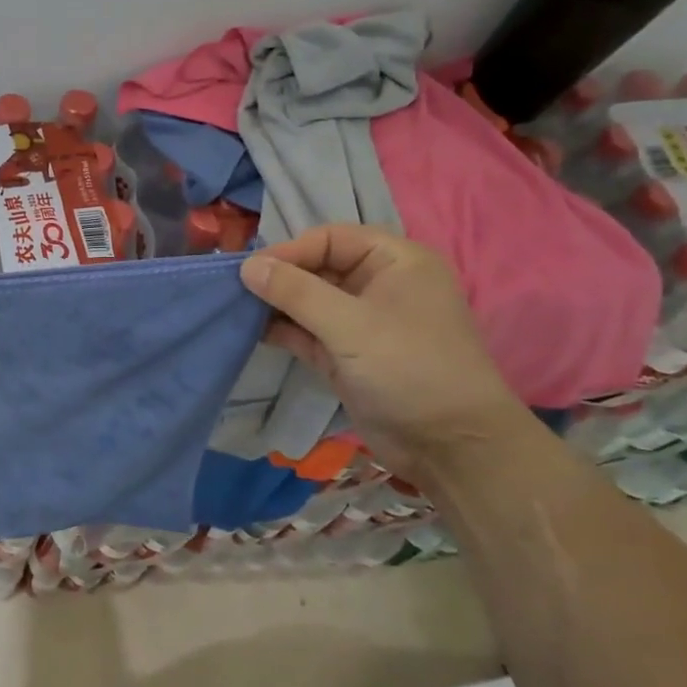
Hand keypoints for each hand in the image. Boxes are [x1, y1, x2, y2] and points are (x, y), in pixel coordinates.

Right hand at [241, 225, 528, 476]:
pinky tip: (251, 331)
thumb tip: (247, 265)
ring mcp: (361, 322)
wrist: (451, 447)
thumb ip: (295, 292)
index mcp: (395, 262)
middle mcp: (378, 285)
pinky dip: (282, 330)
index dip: (291, 250)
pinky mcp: (346, 355)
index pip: (331, 238)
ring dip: (275, 304)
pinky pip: (307, 331)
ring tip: (236, 308)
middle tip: (235, 289)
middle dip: (279, 277)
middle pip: (317, 267)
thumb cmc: (409, 368)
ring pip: (308, 300)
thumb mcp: (350, 324)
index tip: (251, 271)